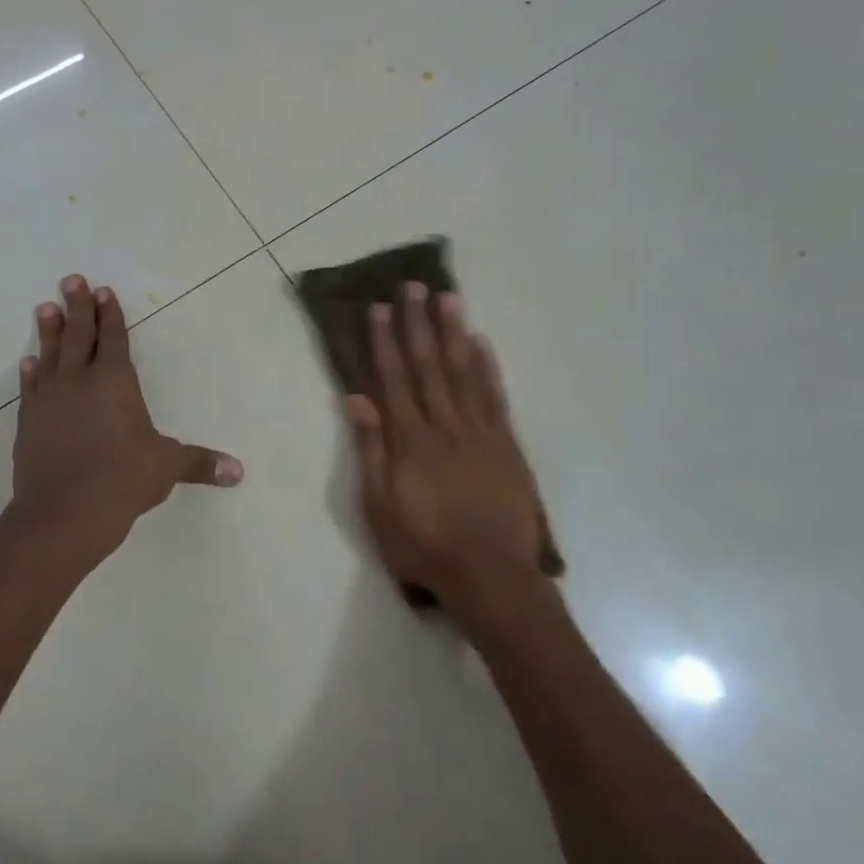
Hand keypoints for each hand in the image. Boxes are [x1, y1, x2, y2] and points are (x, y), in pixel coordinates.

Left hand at [9, 275, 241, 574]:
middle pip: (79, 334)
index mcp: (115, 381)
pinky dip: (31, 372)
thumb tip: (238, 472)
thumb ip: (200, 464)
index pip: (114, 338)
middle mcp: (80, 380)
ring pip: (51, 353)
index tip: (103, 292)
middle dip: (78, 306)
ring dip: (49, 329)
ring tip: (46, 307)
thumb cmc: (122, 480)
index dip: (110, 314)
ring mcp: (50, 399)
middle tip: (72, 280)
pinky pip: (30, 387)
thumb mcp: (166, 468)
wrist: (63, 513)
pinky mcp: (29, 421)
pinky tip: (28, 361)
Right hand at [345, 282, 556, 615]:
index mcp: (410, 440)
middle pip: (429, 366)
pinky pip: (495, 398)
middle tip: (414, 285)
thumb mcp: (380, 507)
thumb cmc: (426, 546)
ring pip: (464, 372)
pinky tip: (482, 343)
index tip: (381, 308)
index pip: (394, 379)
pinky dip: (488, 368)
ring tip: (448, 298)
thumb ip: (370, 450)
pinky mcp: (507, 445)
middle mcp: (445, 425)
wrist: (492, 577)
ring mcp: (480, 432)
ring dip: (454, 333)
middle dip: (419, 323)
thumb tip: (356, 399)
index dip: (386, 341)